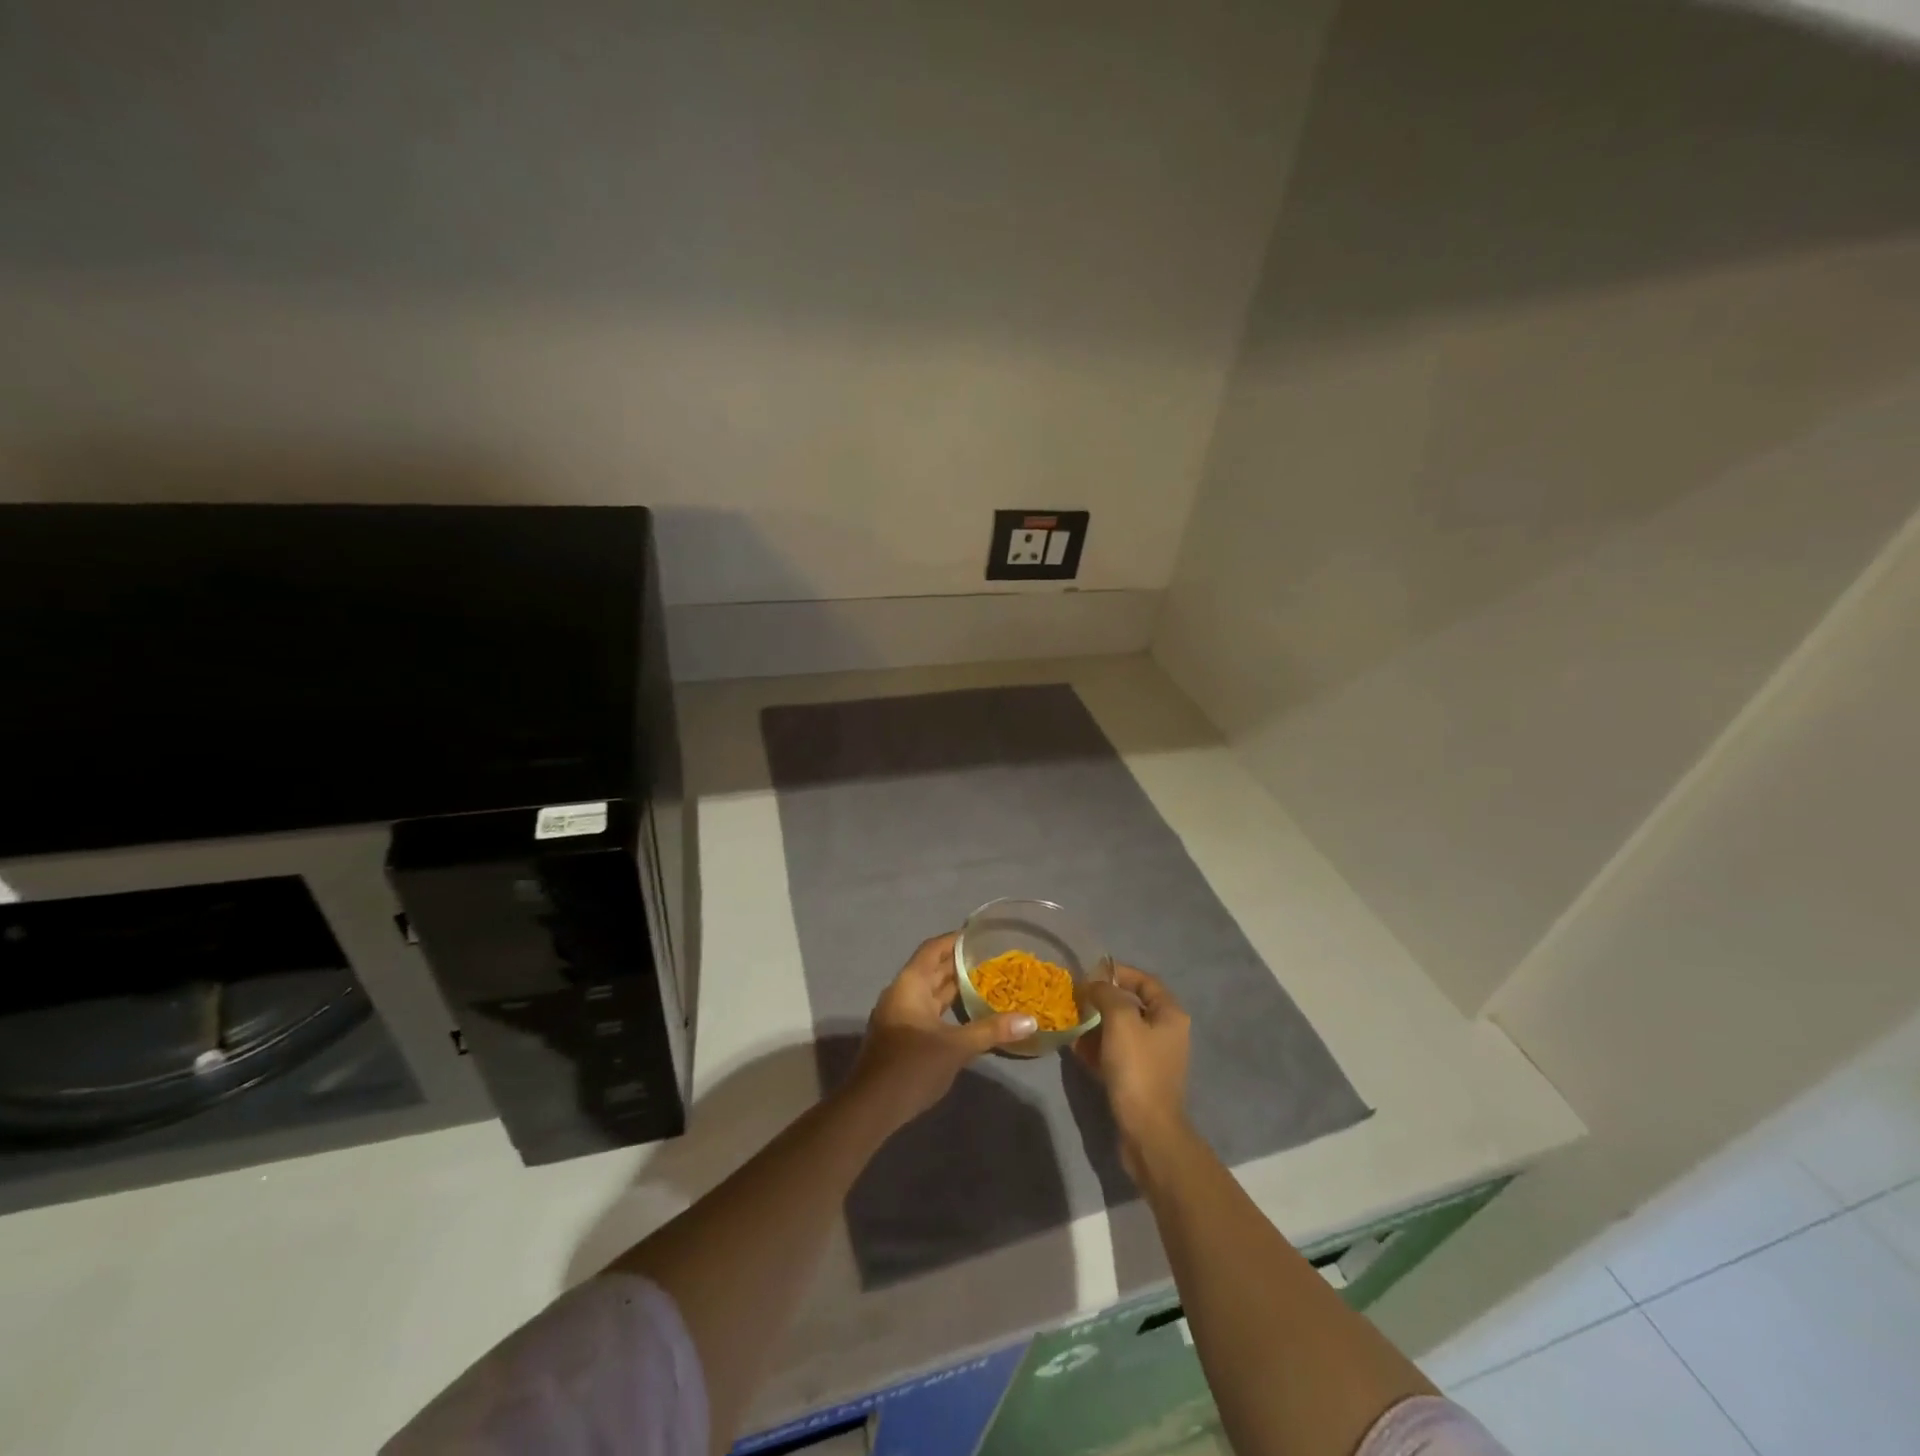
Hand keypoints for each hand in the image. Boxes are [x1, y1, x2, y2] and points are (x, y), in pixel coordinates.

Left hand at [846, 932, 1038, 1130]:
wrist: (871, 1108)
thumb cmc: (912, 1066)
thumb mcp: (956, 1047)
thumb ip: (992, 1030)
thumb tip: (1031, 1020)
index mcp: (910, 984)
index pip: (934, 949)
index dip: (956, 940)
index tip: (982, 936)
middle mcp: (902, 993)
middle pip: (932, 969)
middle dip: (961, 964)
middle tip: (994, 959)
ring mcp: (900, 1016)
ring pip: (931, 992)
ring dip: (955, 987)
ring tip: (989, 982)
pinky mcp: (903, 1037)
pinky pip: (929, 1011)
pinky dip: (949, 1008)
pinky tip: (971, 1015)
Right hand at [1074, 965, 1191, 1174]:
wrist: (1147, 1131)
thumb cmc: (1137, 1068)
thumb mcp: (1121, 1021)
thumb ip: (1107, 994)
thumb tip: (1094, 985)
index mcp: (1169, 1014)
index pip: (1144, 981)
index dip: (1118, 973)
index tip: (1090, 973)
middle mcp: (1165, 1032)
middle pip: (1131, 1005)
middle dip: (1102, 1000)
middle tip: (1076, 998)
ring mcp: (1152, 1057)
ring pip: (1120, 1030)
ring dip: (1096, 1023)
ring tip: (1070, 1020)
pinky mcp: (1138, 1078)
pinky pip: (1115, 1052)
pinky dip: (1097, 1047)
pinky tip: (1074, 1047)